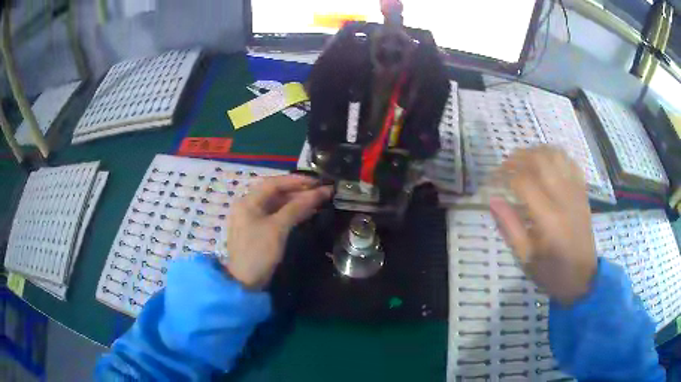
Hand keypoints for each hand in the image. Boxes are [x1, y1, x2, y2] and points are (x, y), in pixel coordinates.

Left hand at [224, 175, 331, 288]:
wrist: (245, 283)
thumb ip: (297, 207)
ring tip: (320, 200)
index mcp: (248, 201)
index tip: (317, 181)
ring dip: (298, 202)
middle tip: (322, 191)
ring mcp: (254, 219)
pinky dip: (293, 213)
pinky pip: (278, 216)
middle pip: (276, 193)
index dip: (296, 180)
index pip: (274, 183)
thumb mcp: (278, 228)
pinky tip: (308, 212)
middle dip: (299, 191)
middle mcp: (249, 206)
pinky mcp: (261, 231)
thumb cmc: (258, 252)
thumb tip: (320, 192)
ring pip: (279, 205)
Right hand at [489, 146, 596, 305]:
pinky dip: (556, 155)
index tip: (492, 180)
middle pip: (540, 160)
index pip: (523, 182)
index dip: (504, 175)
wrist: (583, 278)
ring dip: (536, 151)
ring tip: (523, 160)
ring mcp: (576, 192)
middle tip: (505, 166)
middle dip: (518, 157)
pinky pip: (570, 162)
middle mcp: (564, 199)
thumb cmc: (552, 273)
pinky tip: (546, 162)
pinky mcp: (583, 192)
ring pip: (556, 155)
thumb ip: (510, 227)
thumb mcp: (526, 258)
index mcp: (549, 219)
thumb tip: (493, 200)